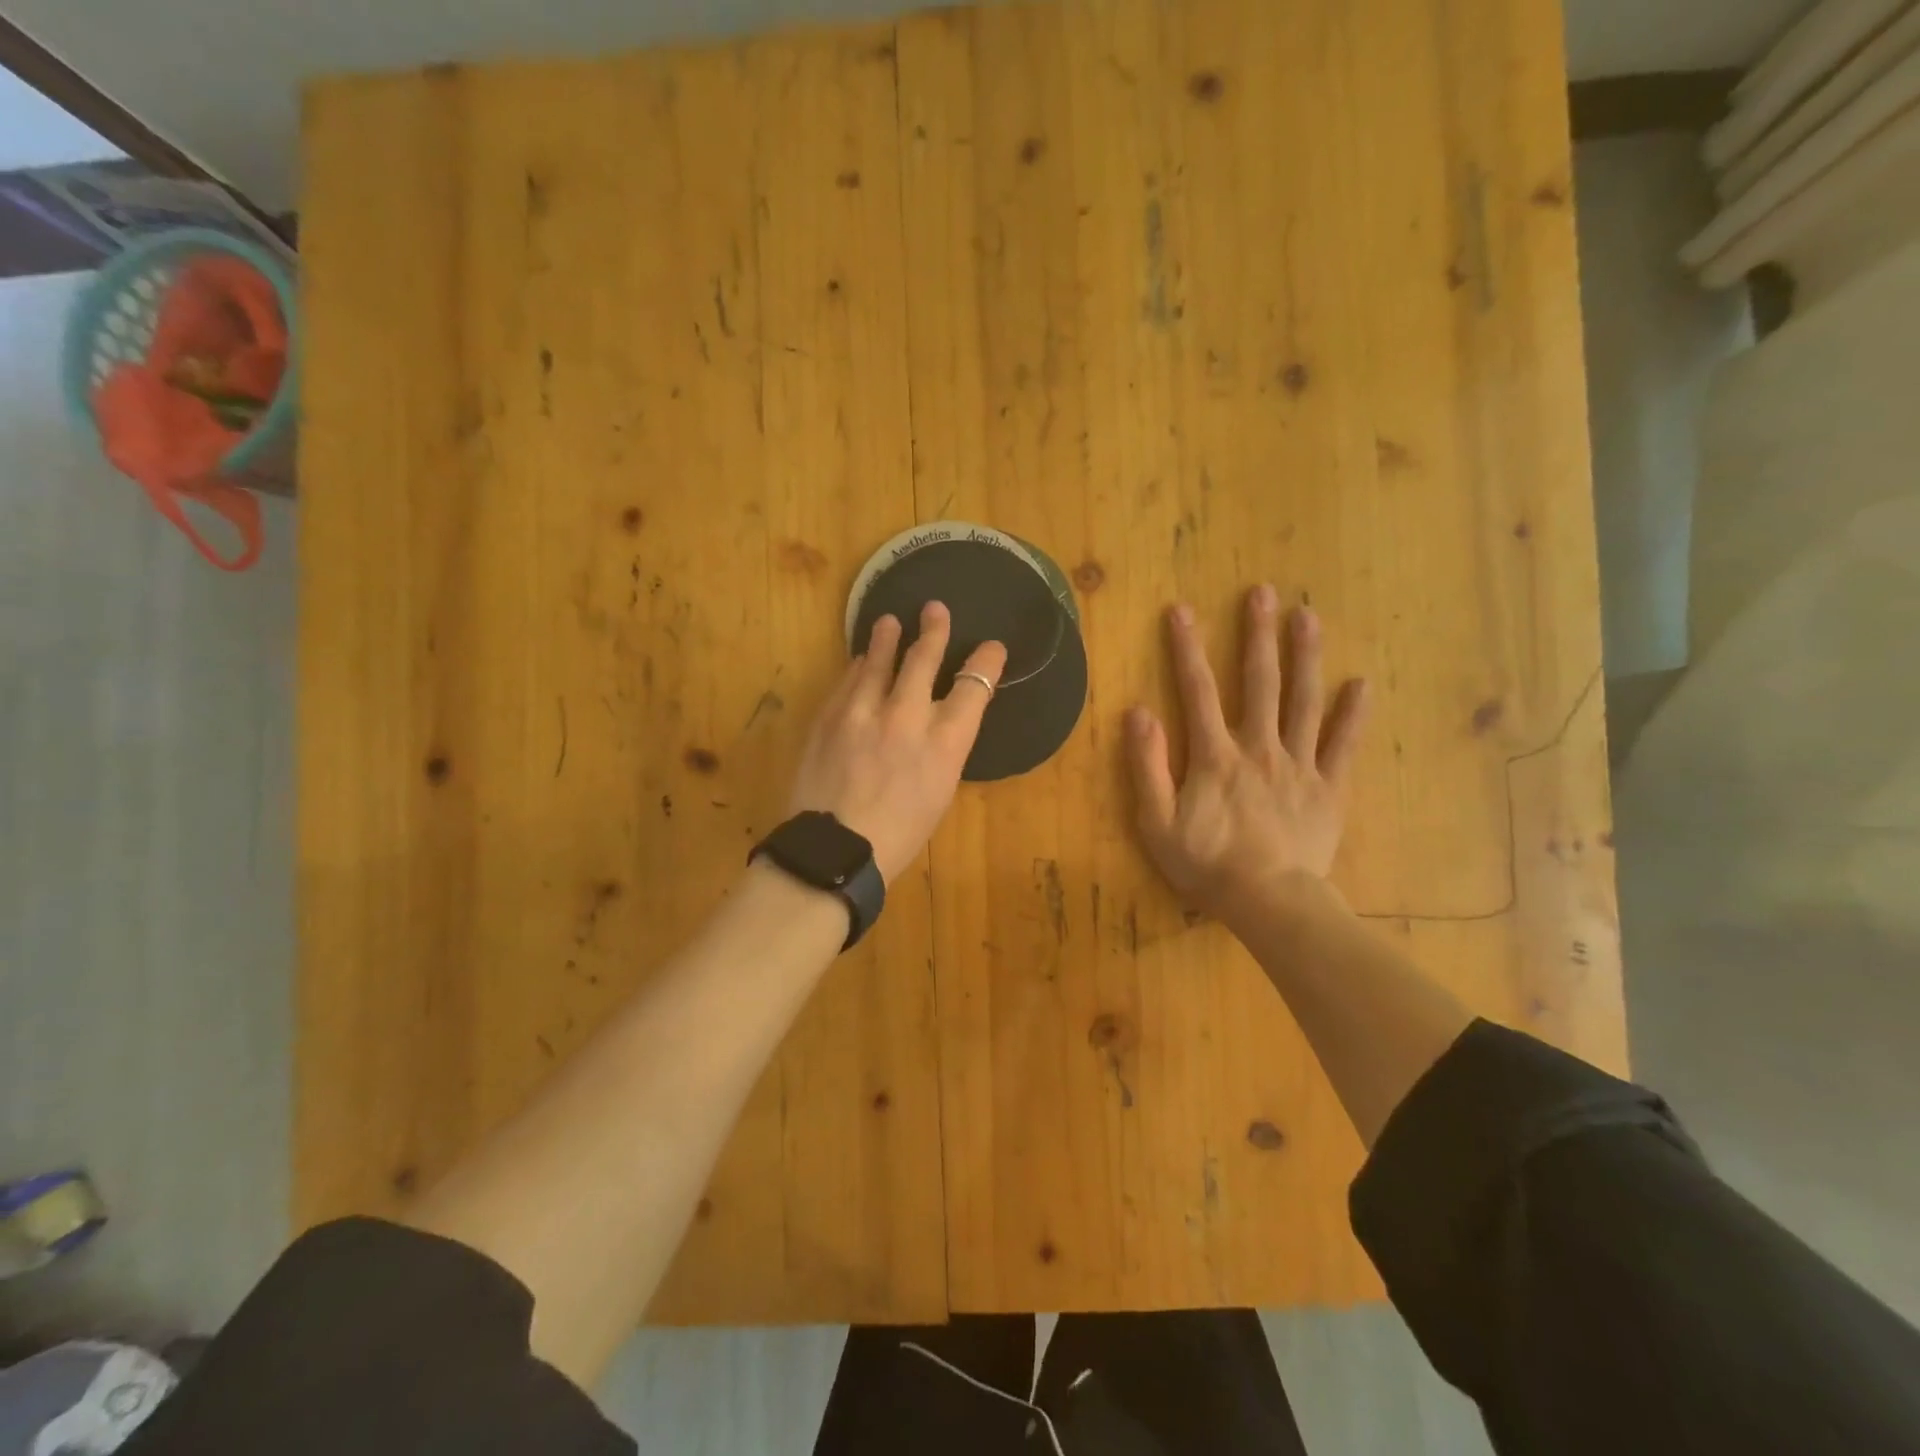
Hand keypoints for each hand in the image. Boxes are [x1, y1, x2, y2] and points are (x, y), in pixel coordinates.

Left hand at [789, 602, 1006, 883]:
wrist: (835, 851)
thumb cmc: (899, 835)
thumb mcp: (940, 793)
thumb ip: (943, 748)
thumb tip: (938, 720)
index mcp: (945, 743)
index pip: (975, 686)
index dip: (987, 662)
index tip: (991, 648)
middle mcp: (907, 717)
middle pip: (924, 659)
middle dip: (933, 630)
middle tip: (934, 609)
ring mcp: (863, 712)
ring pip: (878, 661)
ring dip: (886, 638)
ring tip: (889, 622)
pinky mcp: (829, 717)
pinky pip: (847, 681)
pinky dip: (857, 668)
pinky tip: (858, 661)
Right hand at [1127, 586, 1367, 925]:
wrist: (1269, 902)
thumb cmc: (1207, 864)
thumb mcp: (1157, 823)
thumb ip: (1147, 767)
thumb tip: (1138, 713)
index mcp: (1214, 756)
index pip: (1197, 691)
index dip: (1186, 649)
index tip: (1181, 610)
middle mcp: (1258, 747)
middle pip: (1258, 683)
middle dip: (1257, 636)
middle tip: (1263, 593)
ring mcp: (1298, 764)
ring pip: (1303, 702)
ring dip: (1304, 657)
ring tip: (1308, 617)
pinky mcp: (1328, 787)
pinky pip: (1342, 745)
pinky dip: (1352, 714)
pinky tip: (1361, 683)